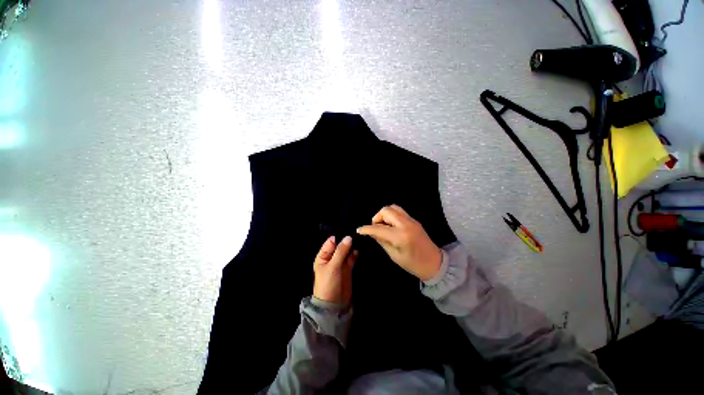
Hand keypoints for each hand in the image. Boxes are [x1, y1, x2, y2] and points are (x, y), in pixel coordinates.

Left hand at [313, 236, 357, 305]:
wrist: (334, 305)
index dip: (340, 237)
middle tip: (358, 235)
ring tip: (360, 240)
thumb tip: (348, 237)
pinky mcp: (348, 268)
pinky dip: (355, 254)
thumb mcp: (333, 266)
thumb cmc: (328, 283)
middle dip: (348, 241)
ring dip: (352, 246)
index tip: (350, 232)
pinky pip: (351, 258)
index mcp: (323, 256)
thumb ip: (341, 251)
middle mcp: (332, 257)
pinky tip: (359, 250)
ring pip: (347, 251)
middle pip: (340, 245)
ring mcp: (340, 262)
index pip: (331, 242)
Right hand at [357, 205, 441, 280]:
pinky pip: (399, 211)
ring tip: (383, 226)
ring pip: (393, 207)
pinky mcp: (414, 220)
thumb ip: (381, 241)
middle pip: (386, 210)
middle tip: (375, 228)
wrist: (434, 263)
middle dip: (377, 218)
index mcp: (400, 236)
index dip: (367, 229)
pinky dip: (391, 215)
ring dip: (384, 215)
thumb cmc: (413, 264)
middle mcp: (406, 224)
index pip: (379, 228)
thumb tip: (371, 233)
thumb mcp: (394, 255)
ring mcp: (411, 220)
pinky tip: (391, 226)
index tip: (359, 230)